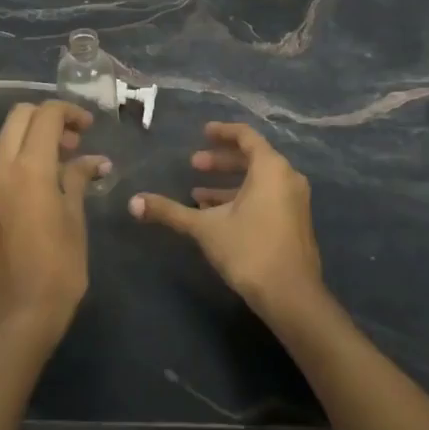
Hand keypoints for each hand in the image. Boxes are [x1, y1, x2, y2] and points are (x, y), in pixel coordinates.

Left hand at [0, 101, 108, 338]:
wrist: (18, 316)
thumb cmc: (59, 266)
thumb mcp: (75, 217)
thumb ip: (79, 178)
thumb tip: (94, 161)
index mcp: (29, 167)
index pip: (46, 115)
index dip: (70, 112)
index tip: (88, 127)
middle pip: (18, 117)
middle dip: (46, 119)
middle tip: (71, 142)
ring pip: (1, 140)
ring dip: (27, 139)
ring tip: (54, 164)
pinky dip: (12, 163)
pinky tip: (31, 189)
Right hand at [129, 122, 322, 320]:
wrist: (292, 298)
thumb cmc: (249, 250)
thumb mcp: (205, 228)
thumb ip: (170, 212)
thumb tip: (133, 203)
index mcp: (271, 168)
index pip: (246, 136)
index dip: (223, 132)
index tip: (202, 132)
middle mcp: (288, 178)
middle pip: (252, 158)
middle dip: (221, 161)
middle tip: (194, 164)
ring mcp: (295, 201)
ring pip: (259, 181)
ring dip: (228, 184)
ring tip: (197, 194)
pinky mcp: (295, 222)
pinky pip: (267, 197)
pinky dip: (242, 199)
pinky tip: (217, 216)